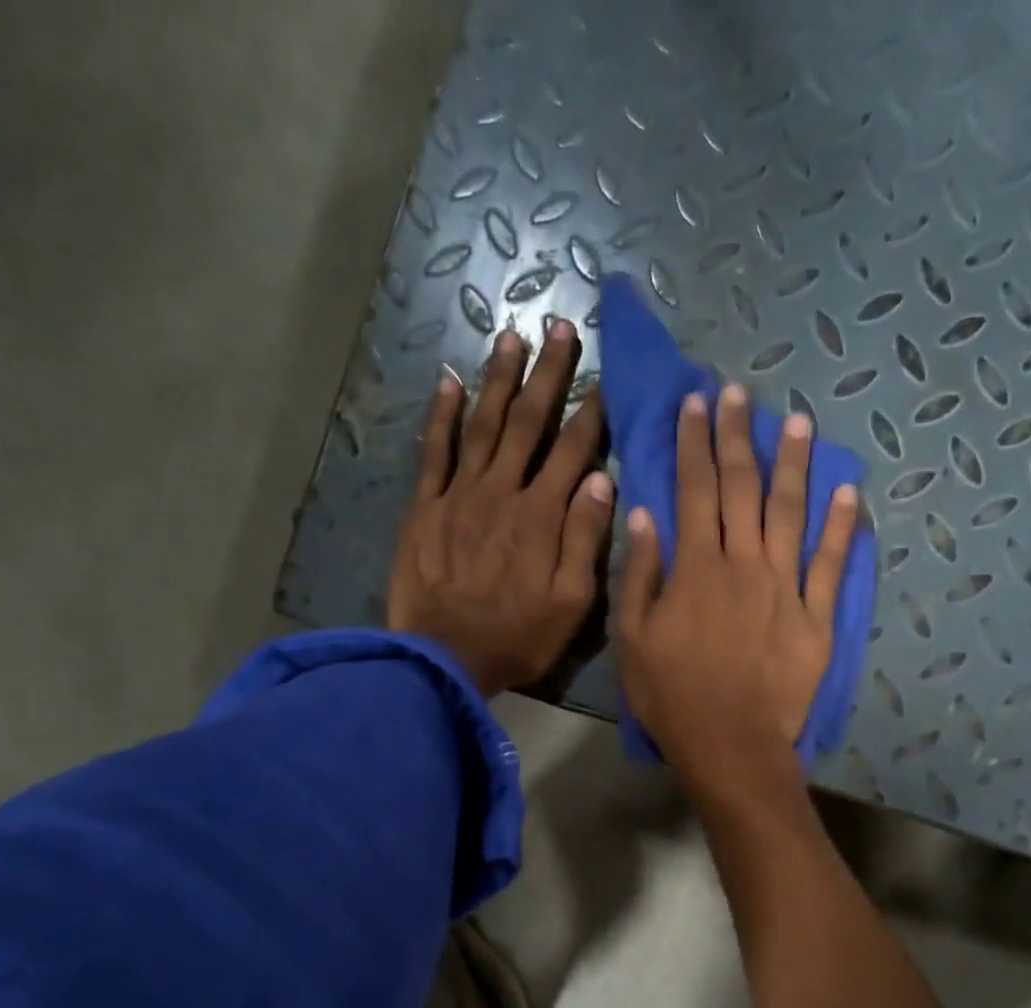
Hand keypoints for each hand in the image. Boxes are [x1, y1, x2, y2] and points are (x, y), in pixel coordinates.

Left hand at [388, 323, 612, 697]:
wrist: (445, 657)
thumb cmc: (517, 636)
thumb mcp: (571, 602)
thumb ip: (585, 539)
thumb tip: (601, 479)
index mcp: (542, 516)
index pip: (573, 452)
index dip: (590, 413)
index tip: (604, 378)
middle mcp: (502, 492)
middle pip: (528, 423)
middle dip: (548, 374)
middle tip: (560, 327)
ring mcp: (459, 494)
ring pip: (483, 424)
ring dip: (499, 379)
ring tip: (512, 337)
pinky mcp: (425, 506)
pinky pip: (434, 450)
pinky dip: (441, 414)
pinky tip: (448, 380)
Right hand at [616, 383, 859, 790]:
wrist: (730, 744)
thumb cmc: (672, 696)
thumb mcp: (633, 638)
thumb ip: (641, 574)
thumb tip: (645, 516)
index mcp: (696, 568)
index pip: (694, 490)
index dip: (694, 442)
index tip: (696, 402)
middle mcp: (744, 564)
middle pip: (742, 488)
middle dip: (738, 436)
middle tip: (739, 393)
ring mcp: (786, 588)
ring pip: (792, 513)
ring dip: (795, 465)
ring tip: (799, 423)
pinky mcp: (817, 617)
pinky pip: (831, 564)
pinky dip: (841, 527)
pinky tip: (848, 492)